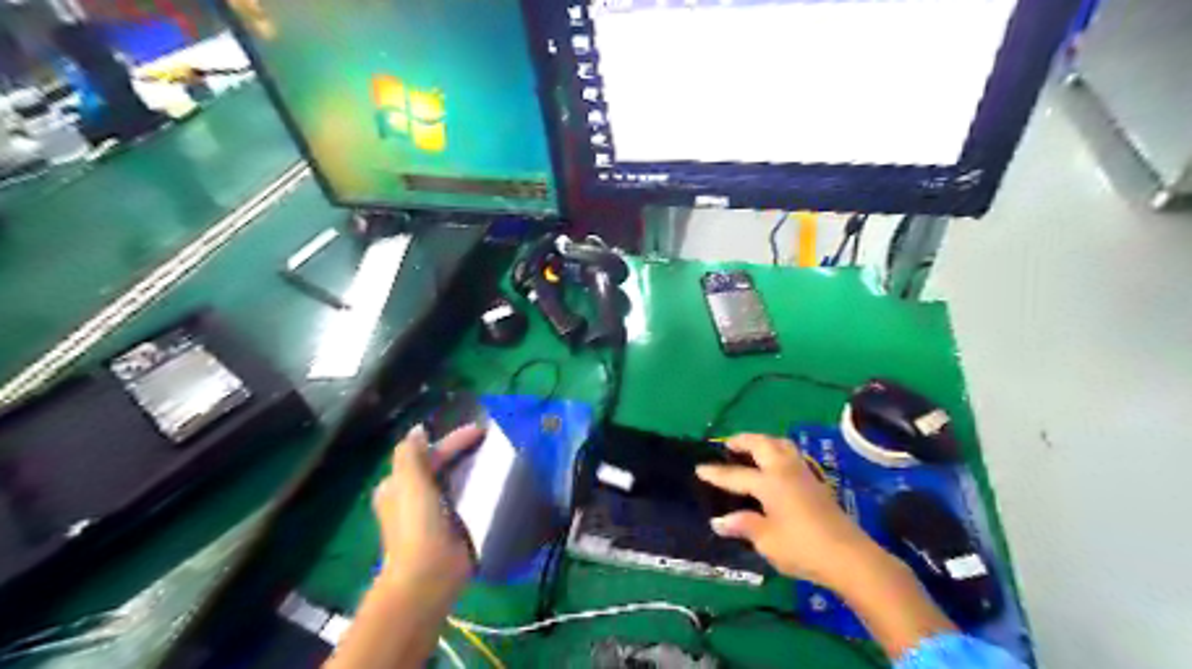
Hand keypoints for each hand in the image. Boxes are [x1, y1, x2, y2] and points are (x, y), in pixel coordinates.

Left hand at [371, 426, 482, 602]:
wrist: (428, 576)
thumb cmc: (416, 526)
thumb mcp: (409, 483)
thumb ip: (411, 454)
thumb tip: (418, 430)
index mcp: (398, 487)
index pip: (427, 454)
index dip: (452, 440)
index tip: (481, 431)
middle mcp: (413, 498)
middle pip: (441, 467)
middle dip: (464, 454)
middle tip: (493, 443)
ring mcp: (434, 515)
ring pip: (455, 483)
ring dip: (473, 472)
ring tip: (500, 460)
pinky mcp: (454, 528)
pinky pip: (467, 501)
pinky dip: (479, 491)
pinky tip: (498, 486)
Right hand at [694, 434, 879, 590]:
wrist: (849, 556)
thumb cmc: (802, 548)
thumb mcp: (767, 540)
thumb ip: (743, 525)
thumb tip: (720, 521)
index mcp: (770, 482)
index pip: (737, 474)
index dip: (716, 473)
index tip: (699, 468)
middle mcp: (785, 470)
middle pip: (762, 444)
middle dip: (743, 440)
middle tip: (728, 445)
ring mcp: (804, 473)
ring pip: (781, 444)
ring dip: (763, 442)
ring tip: (752, 449)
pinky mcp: (817, 482)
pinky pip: (792, 455)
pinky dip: (778, 451)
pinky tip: (776, 466)